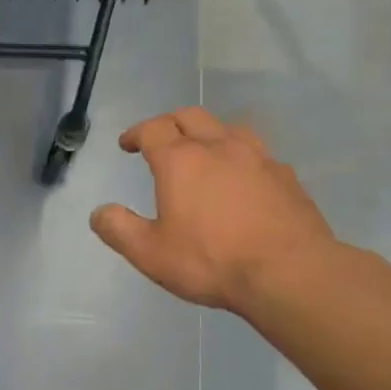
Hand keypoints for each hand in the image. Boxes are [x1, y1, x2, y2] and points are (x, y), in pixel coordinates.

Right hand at [90, 107, 338, 312]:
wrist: (290, 273)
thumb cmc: (211, 260)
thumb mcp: (149, 253)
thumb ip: (119, 229)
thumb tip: (99, 212)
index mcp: (181, 161)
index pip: (153, 129)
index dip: (136, 133)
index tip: (127, 144)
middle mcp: (219, 148)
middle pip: (191, 116)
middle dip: (169, 123)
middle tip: (159, 140)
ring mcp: (258, 158)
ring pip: (228, 128)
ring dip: (208, 133)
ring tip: (202, 152)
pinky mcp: (286, 177)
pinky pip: (257, 153)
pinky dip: (239, 156)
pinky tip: (241, 178)